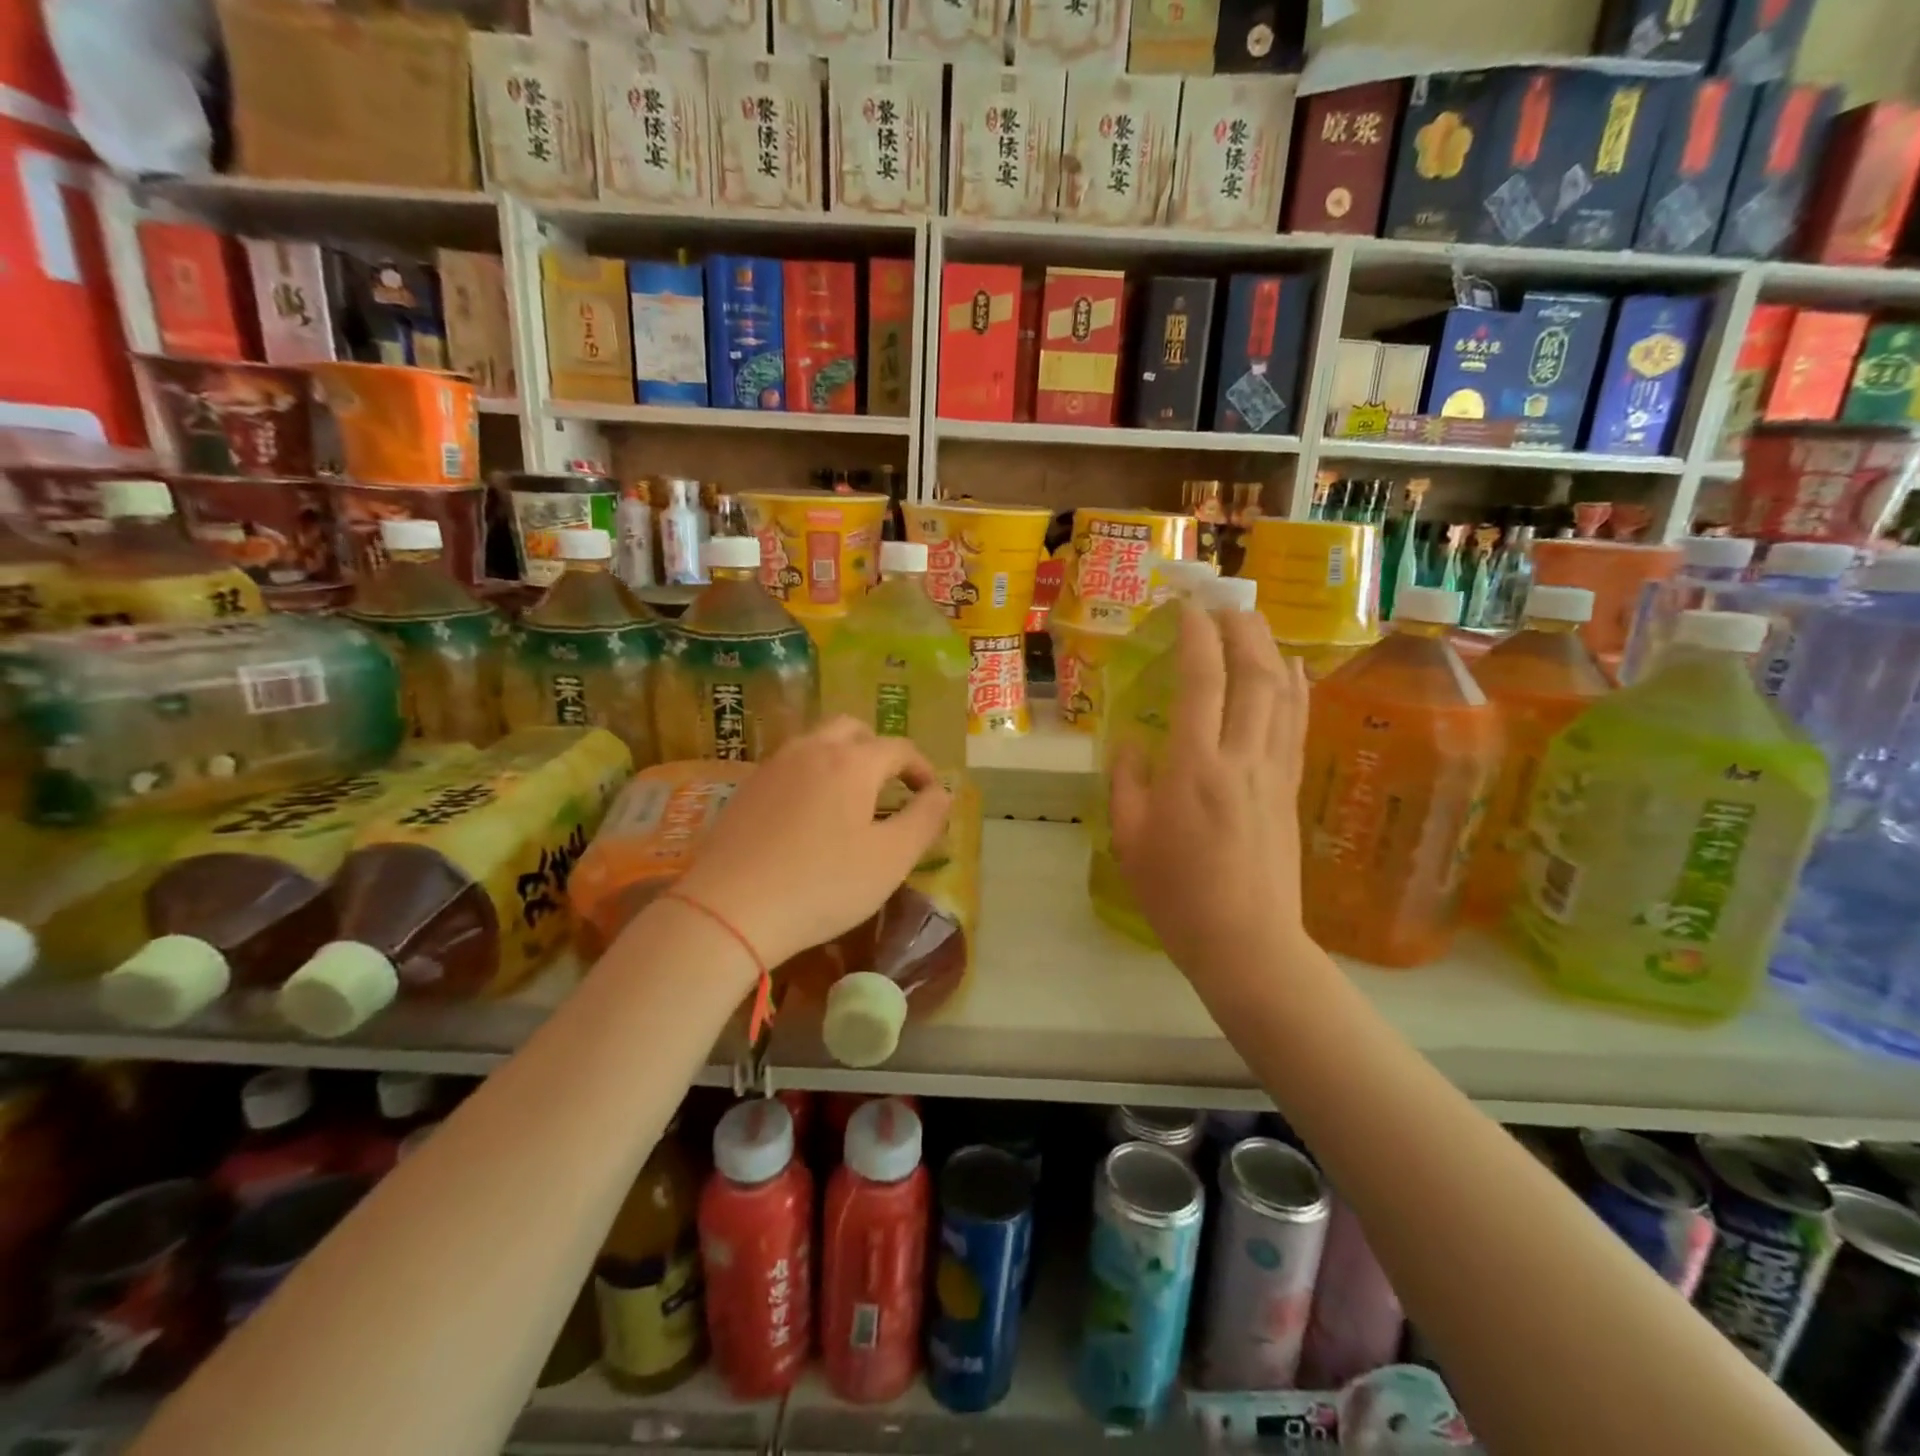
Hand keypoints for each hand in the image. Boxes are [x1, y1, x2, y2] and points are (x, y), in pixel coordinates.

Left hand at [673, 718, 952, 969]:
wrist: (730, 910)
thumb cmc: (823, 885)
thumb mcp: (891, 859)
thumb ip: (925, 820)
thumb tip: (942, 793)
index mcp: (852, 762)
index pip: (898, 748)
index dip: (921, 768)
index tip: (930, 796)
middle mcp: (812, 749)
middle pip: (852, 729)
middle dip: (878, 749)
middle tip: (890, 785)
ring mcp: (773, 766)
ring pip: (816, 742)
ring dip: (842, 757)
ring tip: (851, 797)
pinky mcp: (746, 788)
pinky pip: (789, 765)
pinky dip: (810, 774)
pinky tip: (809, 814)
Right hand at [1108, 604, 1309, 981]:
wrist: (1246, 941)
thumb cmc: (1175, 894)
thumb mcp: (1129, 838)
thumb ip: (1127, 782)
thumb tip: (1134, 743)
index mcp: (1194, 768)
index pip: (1201, 683)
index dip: (1196, 637)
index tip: (1187, 608)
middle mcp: (1241, 758)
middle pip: (1253, 676)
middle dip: (1241, 629)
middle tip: (1224, 602)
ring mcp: (1274, 772)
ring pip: (1283, 694)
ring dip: (1269, 649)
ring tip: (1254, 623)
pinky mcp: (1291, 789)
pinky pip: (1297, 725)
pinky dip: (1296, 689)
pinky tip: (1293, 669)